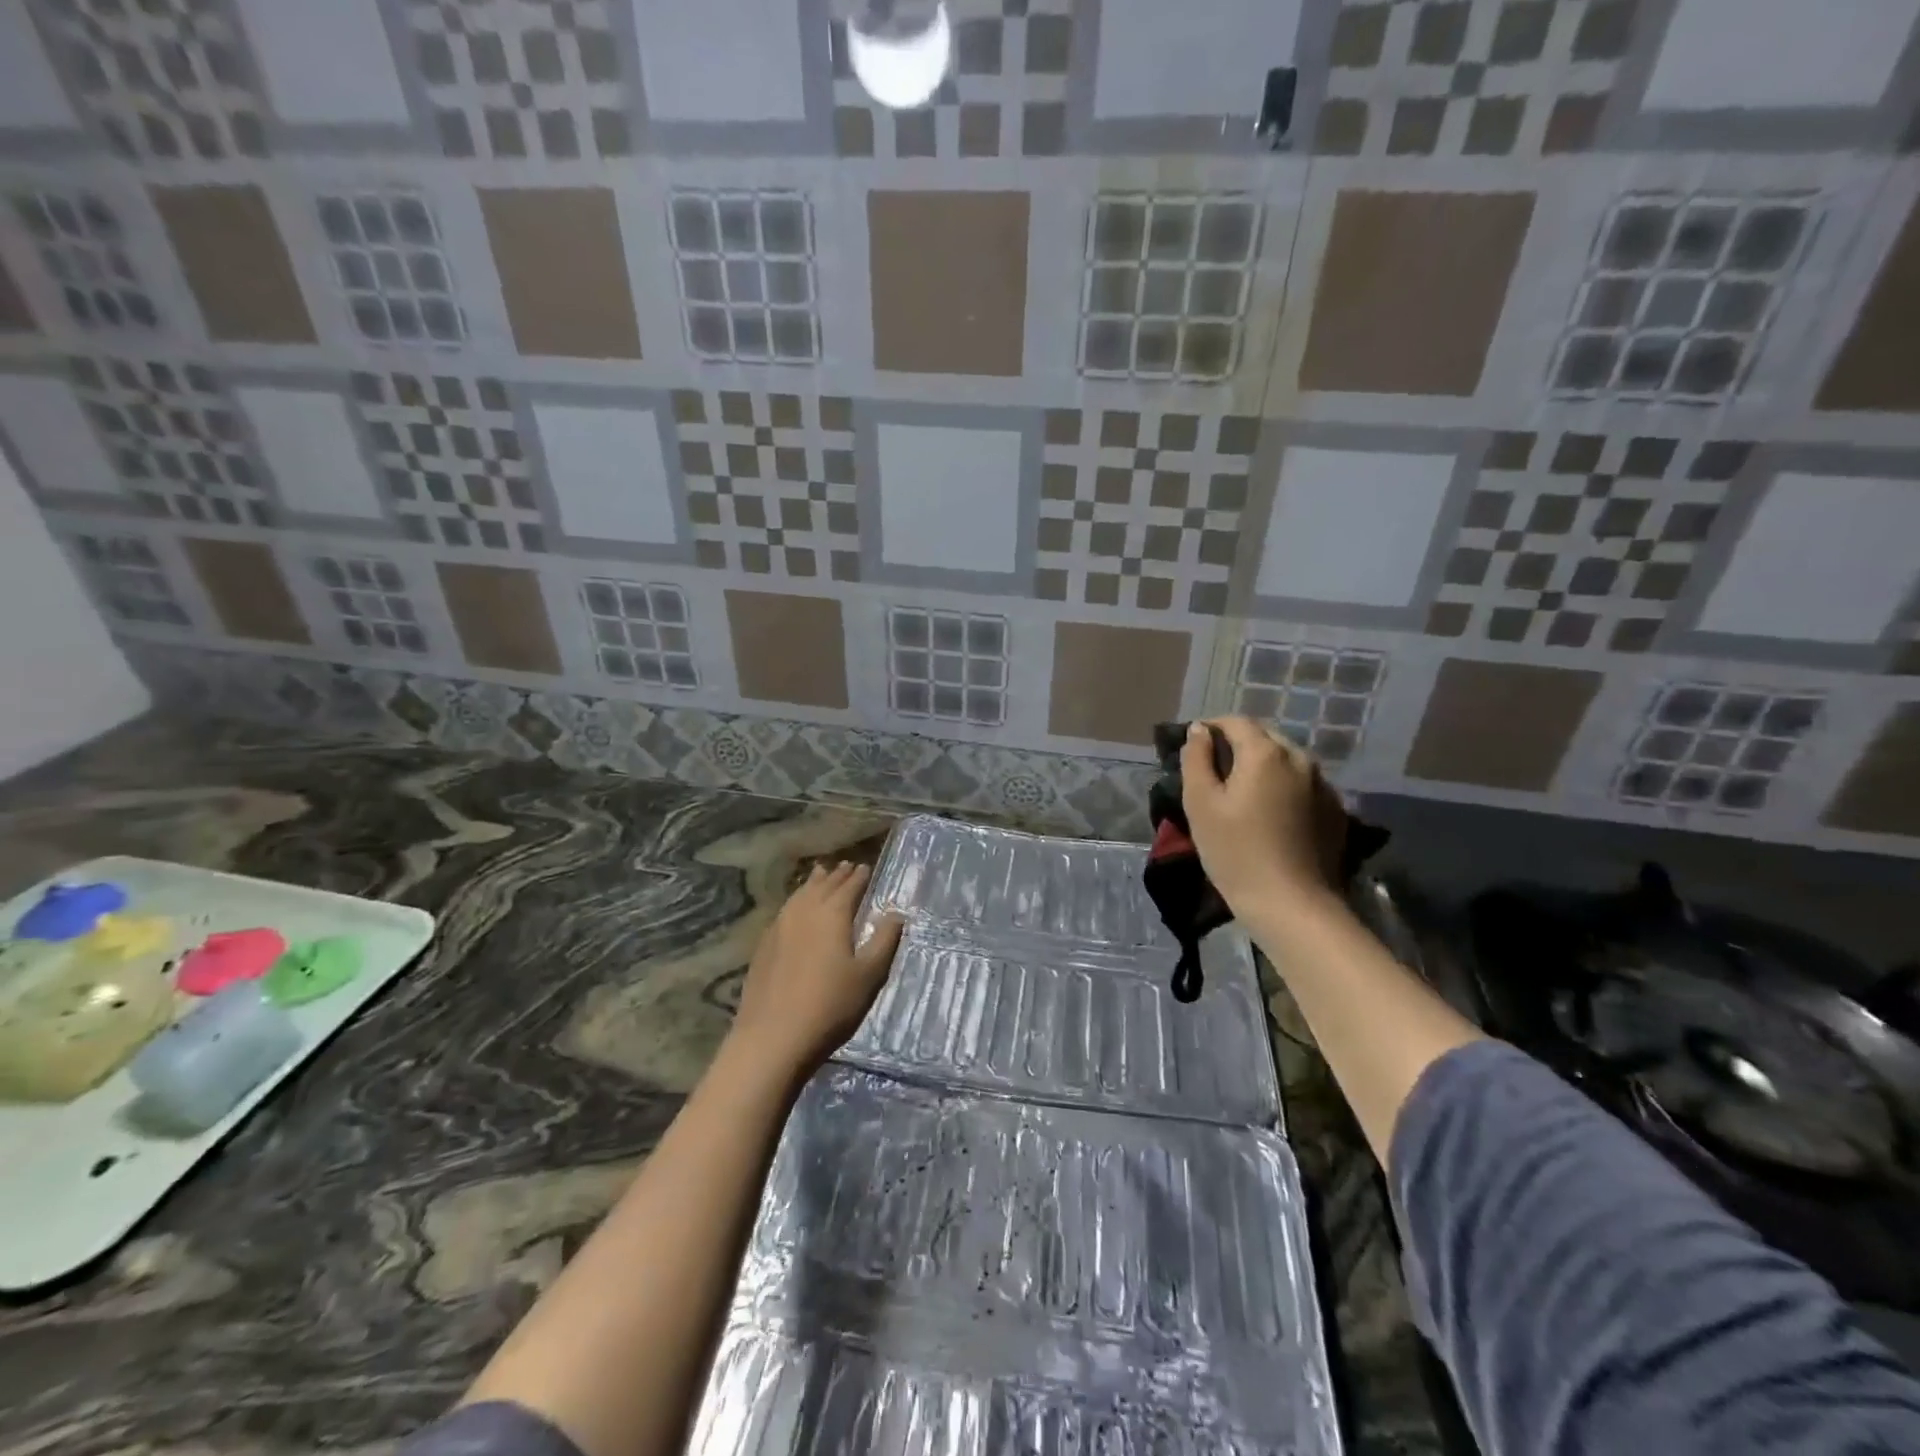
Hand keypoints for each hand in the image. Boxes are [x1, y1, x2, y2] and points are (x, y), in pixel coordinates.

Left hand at [730, 862, 903, 1074]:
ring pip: (800, 895)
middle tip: (847, 866)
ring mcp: (779, 927)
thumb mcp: (869, 975)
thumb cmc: (831, 1006)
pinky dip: (796, 901)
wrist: (773, 1037)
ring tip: (821, 874)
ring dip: (813, 883)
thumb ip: (885, 940)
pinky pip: (785, 910)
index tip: (866, 867)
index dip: (859, 877)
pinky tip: (796, 909)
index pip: (849, 887)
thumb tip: (897, 913)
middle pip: (823, 886)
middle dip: (837, 875)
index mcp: (833, 914)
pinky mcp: (764, 945)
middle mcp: (804, 912)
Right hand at [1180, 717, 1347, 915]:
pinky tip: (1270, 814)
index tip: (1193, 747)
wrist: (1293, 905)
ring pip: (1285, 760)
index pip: (1235, 722)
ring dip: (1262, 766)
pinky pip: (1302, 784)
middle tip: (1214, 773)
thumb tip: (1199, 730)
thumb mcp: (1200, 804)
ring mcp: (1323, 784)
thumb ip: (1196, 759)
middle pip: (1264, 738)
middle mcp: (1300, 758)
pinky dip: (1282, 787)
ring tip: (1242, 793)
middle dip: (1237, 746)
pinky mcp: (1335, 810)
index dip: (1211, 728)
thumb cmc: (1235, 852)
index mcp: (1265, 753)